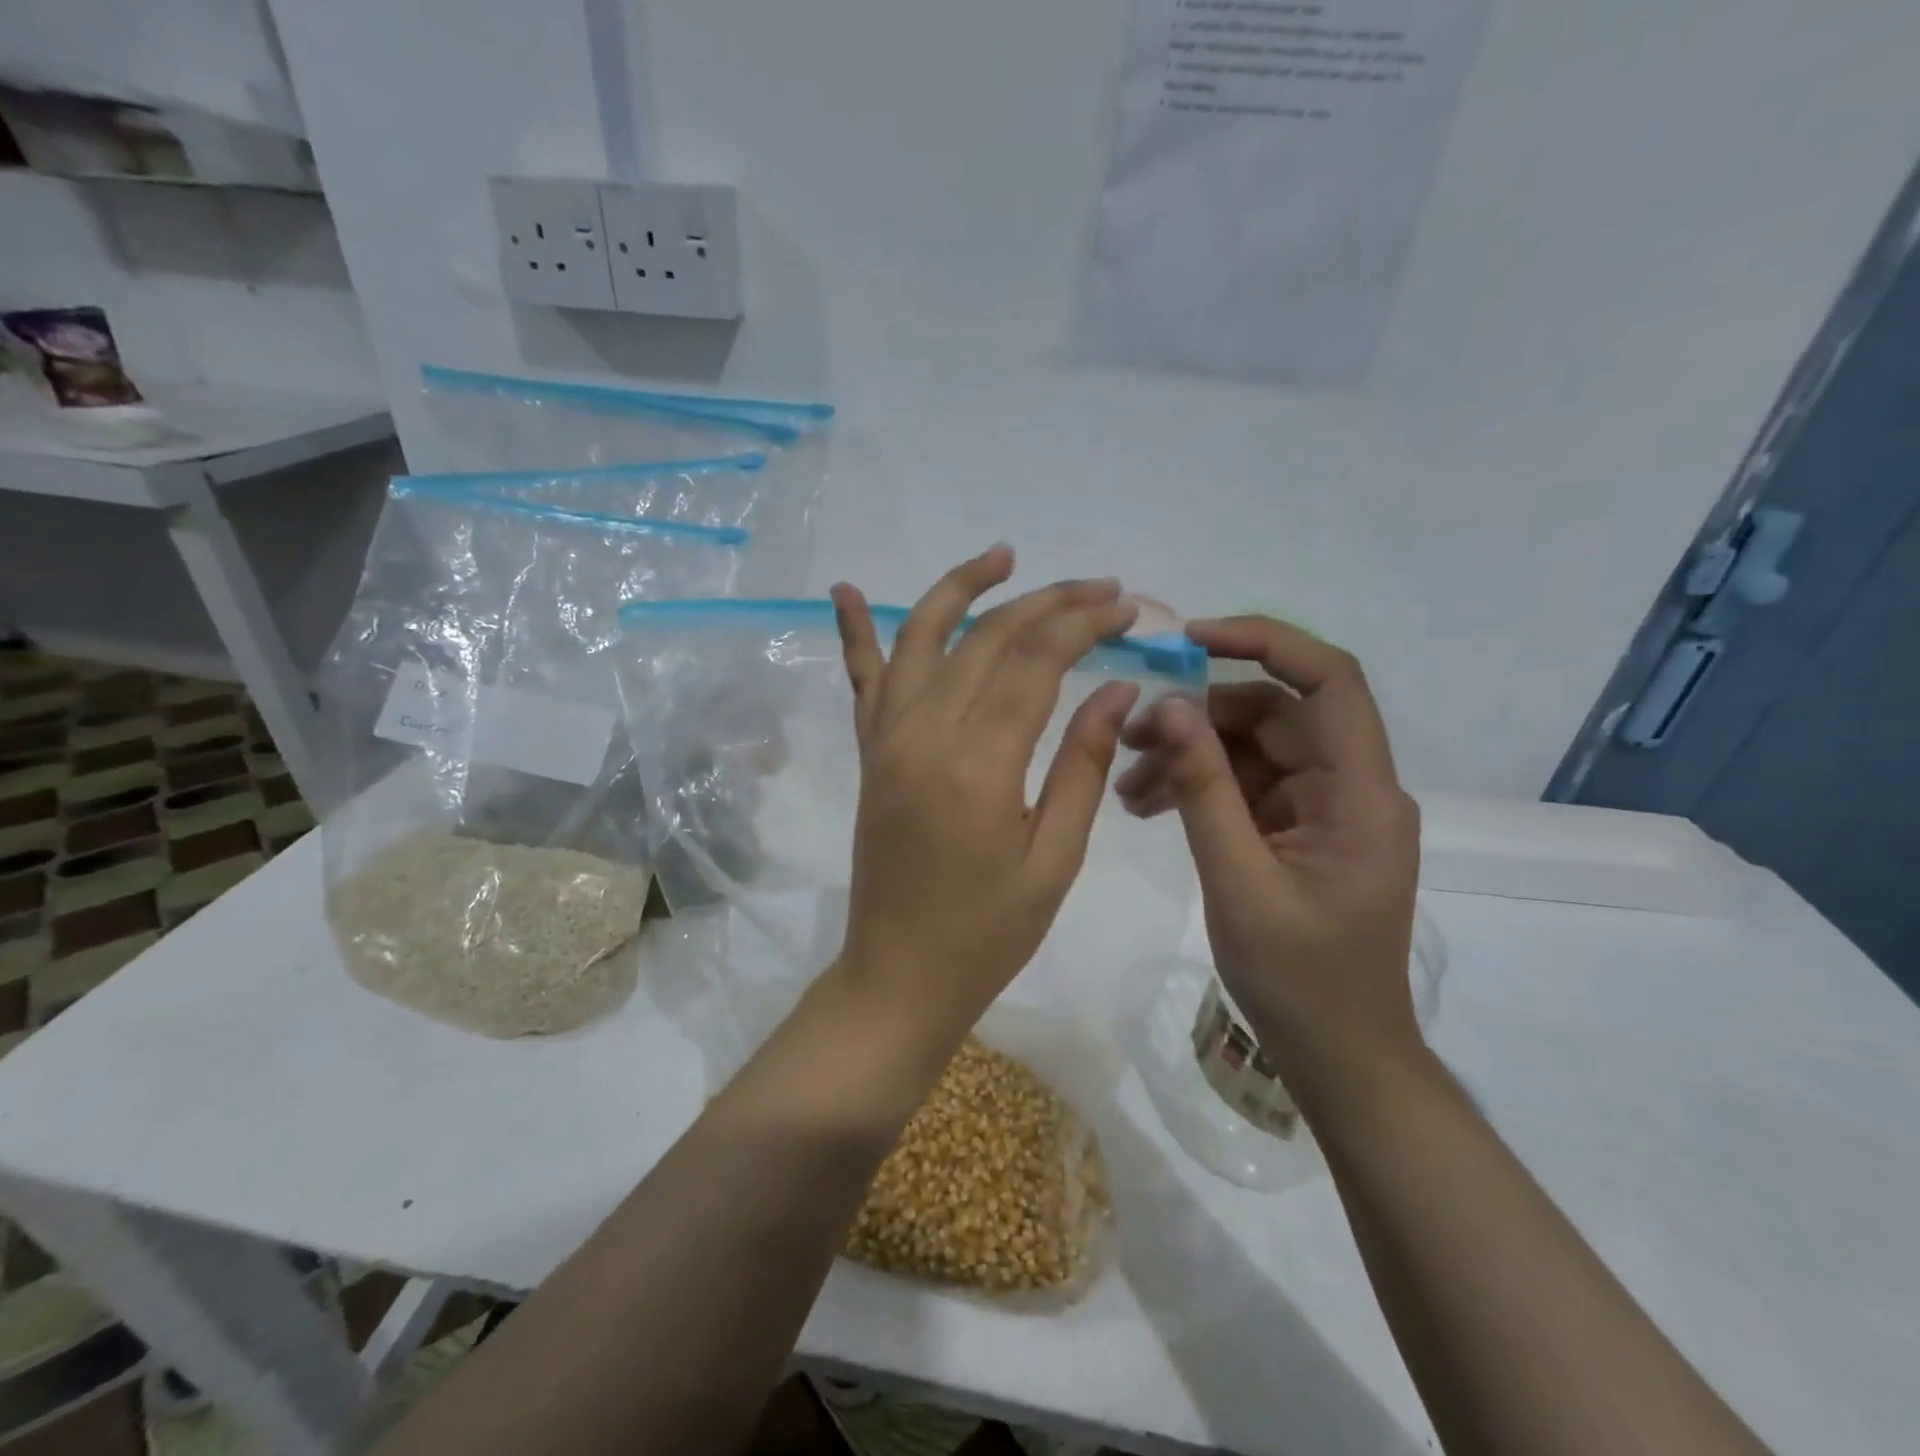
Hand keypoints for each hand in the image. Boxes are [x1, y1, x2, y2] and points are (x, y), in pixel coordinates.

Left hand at [827, 547, 1140, 1040]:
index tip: (1127, 608)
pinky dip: (853, 630)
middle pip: (987, 638)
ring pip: (922, 636)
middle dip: (1048, 602)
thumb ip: (1081, 763)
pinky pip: (861, 679)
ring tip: (1004, 555)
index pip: (1036, 661)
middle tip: (1100, 589)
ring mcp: (886, 738)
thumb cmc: (988, 933)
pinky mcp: (869, 752)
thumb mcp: (1055, 859)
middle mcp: (923, 733)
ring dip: (962, 587)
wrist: (898, 976)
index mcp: (978, 764)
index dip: (1084, 624)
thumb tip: (1117, 688)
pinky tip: (843, 588)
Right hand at [1115, 618, 1421, 1093]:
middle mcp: (1349, 787)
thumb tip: (1170, 708)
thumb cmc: (1299, 980)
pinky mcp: (1299, 831)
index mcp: (1359, 793)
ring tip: (1126, 789)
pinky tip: (1149, 806)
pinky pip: (1246, 787)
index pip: (1329, 681)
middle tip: (1127, 739)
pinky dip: (1200, 788)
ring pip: (1251, 750)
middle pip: (1272, 716)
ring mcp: (1323, 809)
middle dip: (1197, 719)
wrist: (1339, 1055)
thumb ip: (1204, 790)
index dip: (1264, 642)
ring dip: (1189, 757)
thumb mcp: (1238, 881)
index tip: (1190, 639)